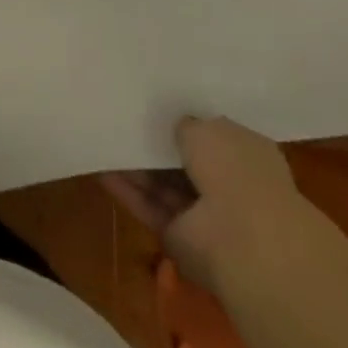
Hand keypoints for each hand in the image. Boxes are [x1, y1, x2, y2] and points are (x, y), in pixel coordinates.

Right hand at [101, 117, 313, 294]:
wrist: (244, 241)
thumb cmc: (235, 172)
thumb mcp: (208, 128)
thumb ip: (186, 124)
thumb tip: (175, 125)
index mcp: (248, 157)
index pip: (213, 136)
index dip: (185, 122)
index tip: (155, 106)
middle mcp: (229, 186)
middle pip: (184, 162)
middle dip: (156, 144)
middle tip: (121, 119)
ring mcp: (205, 215)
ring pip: (162, 184)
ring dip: (135, 165)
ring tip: (103, 138)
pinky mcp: (179, 236)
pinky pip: (148, 206)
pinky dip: (125, 189)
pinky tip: (100, 167)